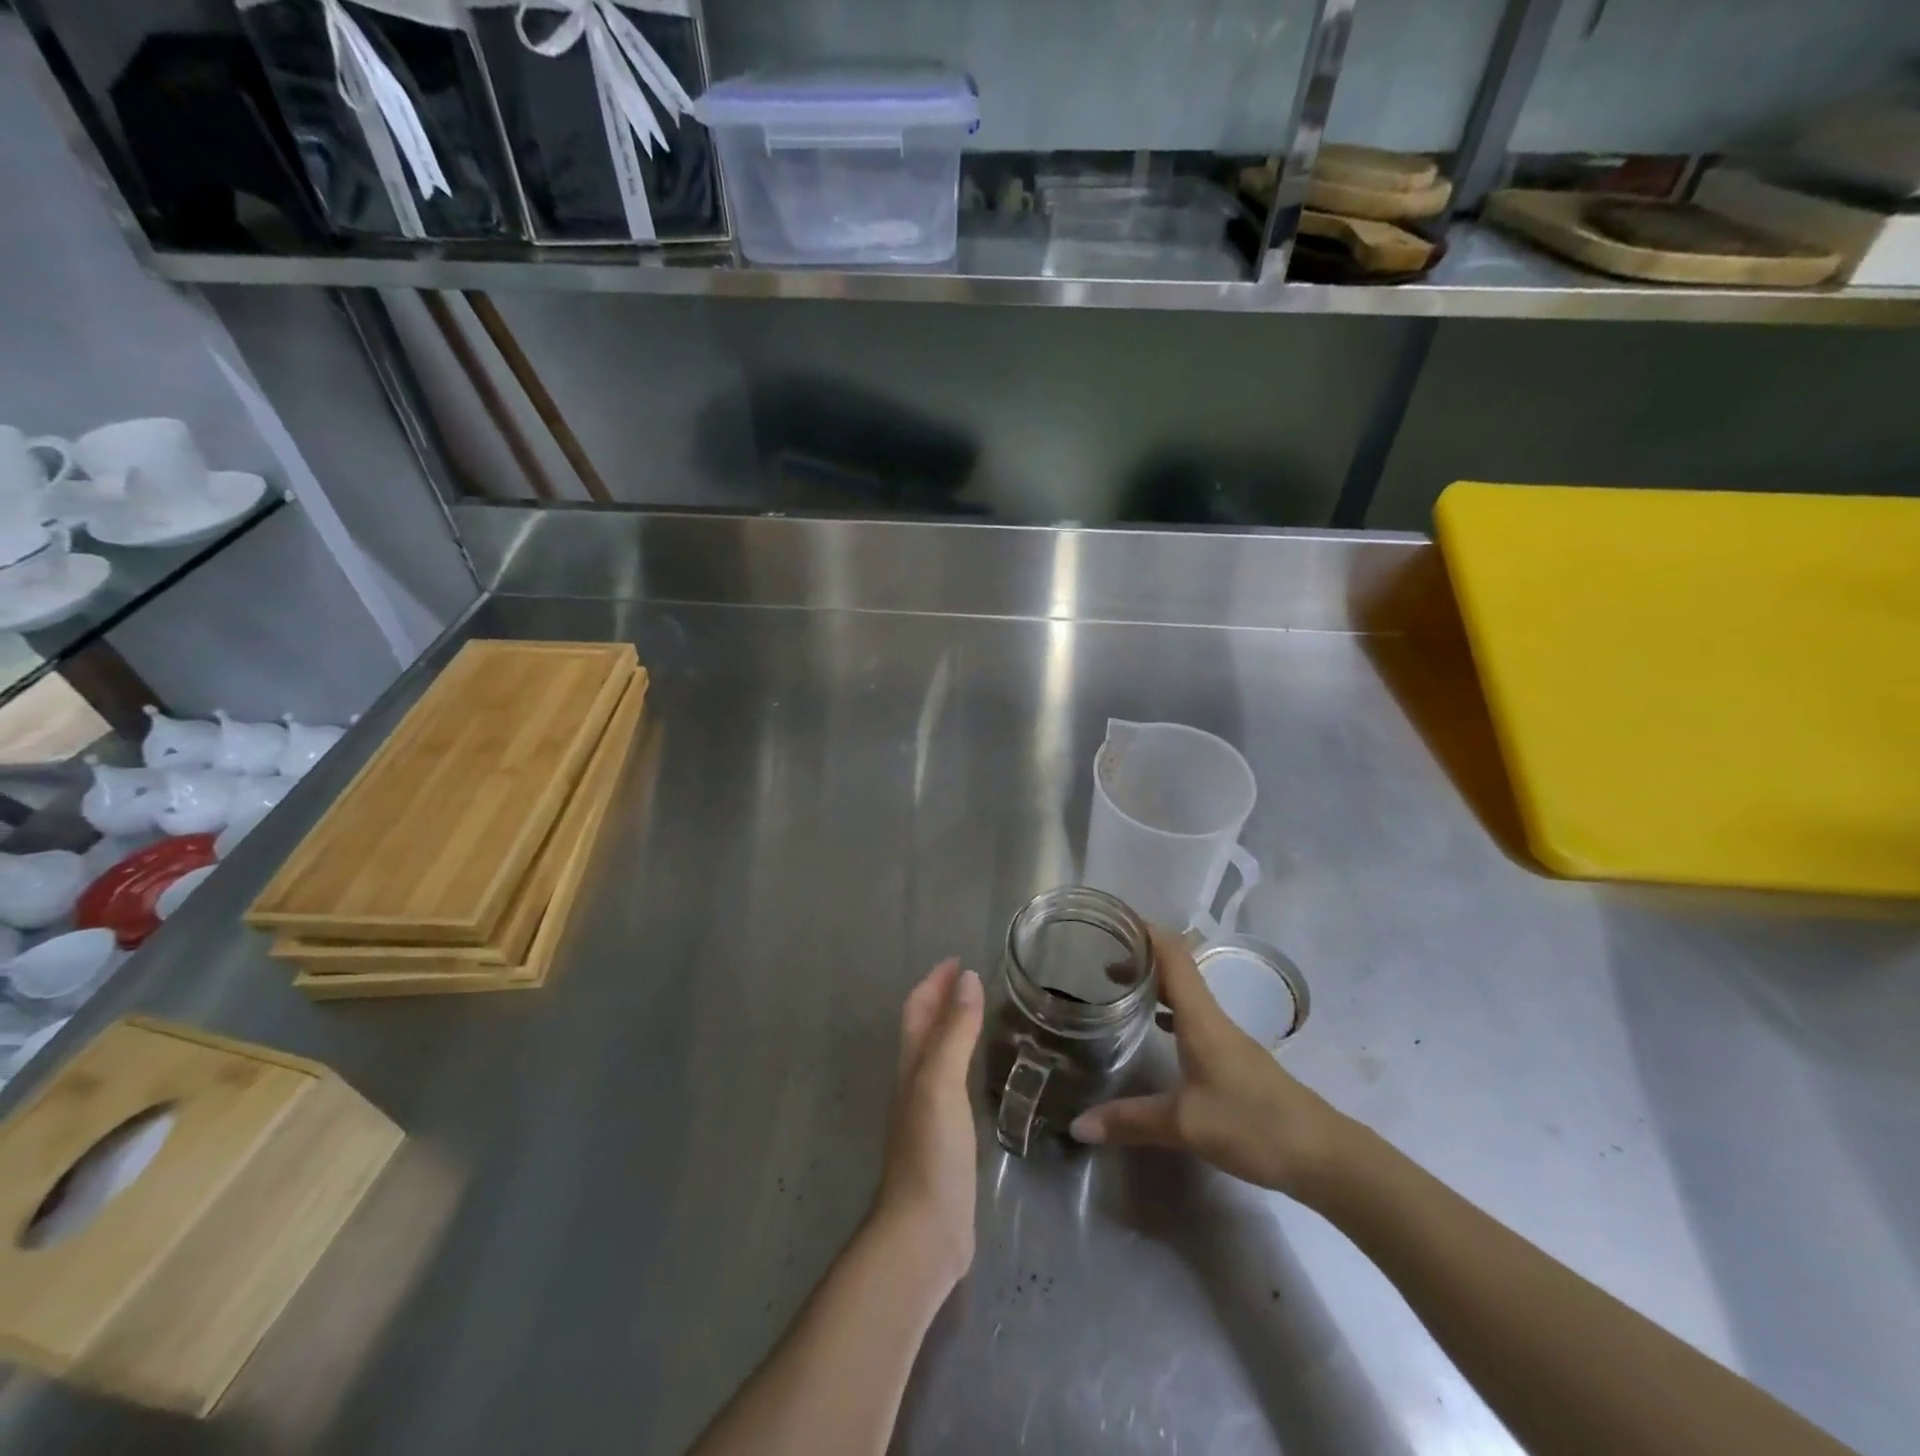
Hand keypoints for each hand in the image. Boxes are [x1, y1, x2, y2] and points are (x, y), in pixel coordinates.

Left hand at [872, 959, 983, 1284]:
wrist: (924, 1232)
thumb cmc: (931, 1151)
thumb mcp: (942, 1082)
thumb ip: (955, 1032)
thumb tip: (967, 978)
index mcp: (912, 1065)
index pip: (917, 1010)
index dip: (934, 982)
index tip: (958, 959)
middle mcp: (916, 1083)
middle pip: (924, 1029)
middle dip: (942, 999)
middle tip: (973, 980)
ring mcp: (929, 1112)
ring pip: (938, 1055)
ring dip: (954, 1029)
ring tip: (983, 1015)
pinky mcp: (946, 1139)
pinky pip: (954, 1085)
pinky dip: (966, 1063)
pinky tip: (984, 1073)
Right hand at [1070, 926, 1349, 1199]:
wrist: (1321, 1155)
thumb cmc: (1252, 1125)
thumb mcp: (1184, 1125)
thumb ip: (1130, 1120)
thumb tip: (1078, 1125)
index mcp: (1200, 1017)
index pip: (1172, 954)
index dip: (1144, 930)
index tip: (1111, 920)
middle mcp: (1212, 1017)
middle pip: (1175, 968)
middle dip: (1140, 955)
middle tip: (1098, 955)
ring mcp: (1225, 1037)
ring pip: (1184, 993)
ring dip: (1154, 981)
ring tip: (1117, 984)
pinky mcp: (1232, 1058)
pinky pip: (1192, 1016)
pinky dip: (1167, 1009)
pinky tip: (1153, 1026)